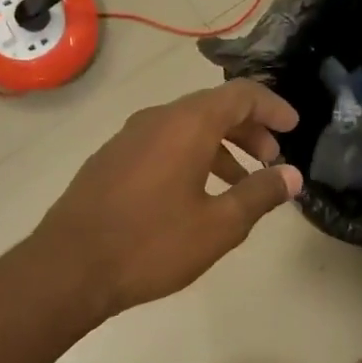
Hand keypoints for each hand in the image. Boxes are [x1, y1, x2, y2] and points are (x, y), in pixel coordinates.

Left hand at [33, 79, 302, 320]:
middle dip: (249, 129)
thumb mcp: (218, 225)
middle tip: (272, 159)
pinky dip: (192, 156)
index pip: (241, 94)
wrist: (68, 268)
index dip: (273, 107)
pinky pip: (163, 143)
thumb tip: (292, 175)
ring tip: (241, 182)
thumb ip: (260, 194)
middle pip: (213, 107)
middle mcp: (157, 119)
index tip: (294, 128)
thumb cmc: (151, 244)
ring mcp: (129, 137)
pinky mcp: (111, 159)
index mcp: (187, 124)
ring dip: (221, 146)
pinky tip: (196, 194)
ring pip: (187, 127)